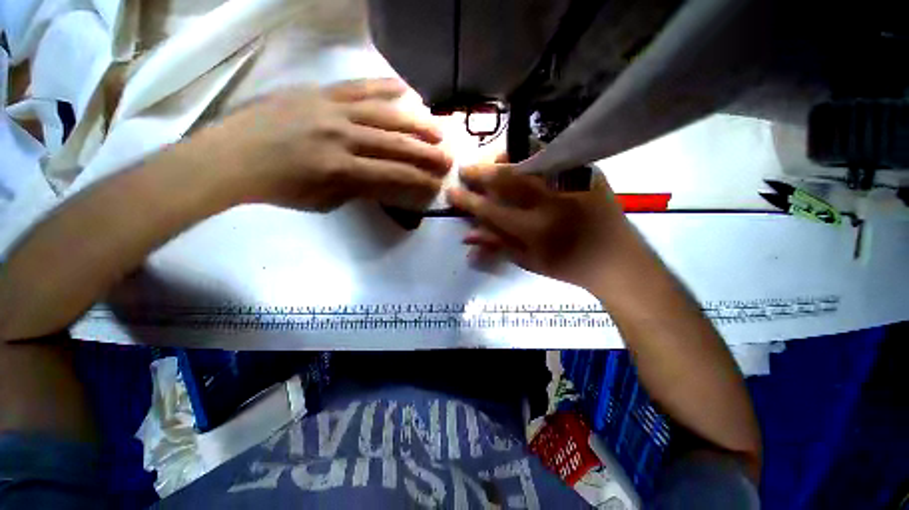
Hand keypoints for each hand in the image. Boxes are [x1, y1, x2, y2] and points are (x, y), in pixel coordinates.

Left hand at [210, 78, 450, 211]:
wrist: (232, 156)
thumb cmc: (279, 187)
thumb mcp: (324, 201)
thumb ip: (358, 190)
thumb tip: (384, 183)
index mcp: (341, 168)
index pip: (393, 175)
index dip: (419, 180)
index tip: (437, 183)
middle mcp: (341, 136)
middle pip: (394, 143)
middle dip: (426, 152)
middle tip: (448, 157)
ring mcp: (330, 109)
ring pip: (383, 113)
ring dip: (415, 122)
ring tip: (437, 127)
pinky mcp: (319, 92)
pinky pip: (357, 86)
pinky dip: (383, 87)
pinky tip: (405, 90)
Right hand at [446, 163, 632, 286]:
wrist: (615, 258)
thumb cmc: (568, 265)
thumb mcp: (528, 262)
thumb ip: (497, 245)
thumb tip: (466, 236)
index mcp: (534, 229)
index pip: (490, 210)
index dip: (467, 200)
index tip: (451, 191)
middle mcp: (550, 202)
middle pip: (506, 178)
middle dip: (480, 171)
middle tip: (465, 169)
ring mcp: (570, 183)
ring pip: (527, 159)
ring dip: (502, 157)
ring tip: (489, 160)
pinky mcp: (585, 172)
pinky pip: (552, 154)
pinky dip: (530, 153)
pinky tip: (520, 157)